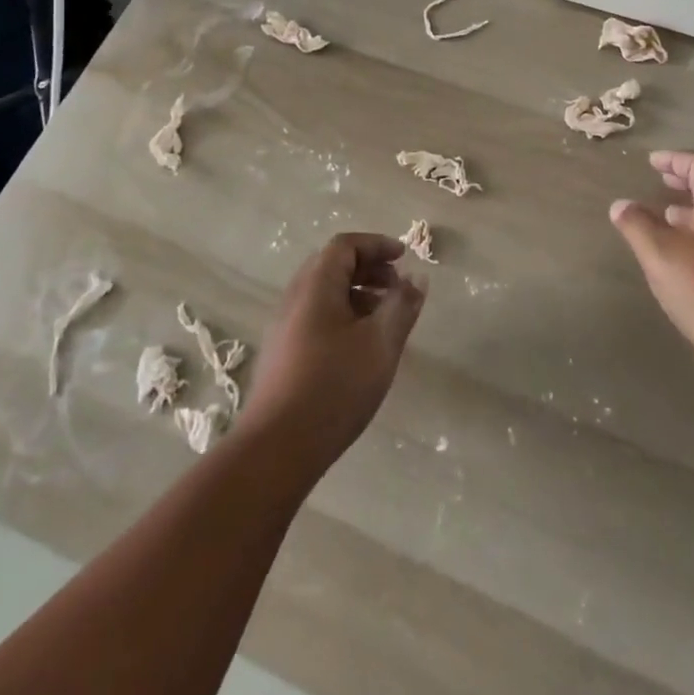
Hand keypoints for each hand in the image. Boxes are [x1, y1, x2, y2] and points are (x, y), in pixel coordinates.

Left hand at [241, 233, 426, 474]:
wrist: (276, 450)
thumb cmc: (334, 387)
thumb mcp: (381, 343)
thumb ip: (402, 305)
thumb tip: (417, 277)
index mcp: (316, 286)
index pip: (345, 245)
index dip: (377, 244)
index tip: (404, 257)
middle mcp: (295, 298)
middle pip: (332, 266)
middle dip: (368, 269)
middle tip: (396, 287)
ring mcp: (283, 328)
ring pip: (324, 294)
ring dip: (357, 294)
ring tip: (384, 319)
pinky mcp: (281, 355)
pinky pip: (315, 317)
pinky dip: (342, 316)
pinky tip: (360, 349)